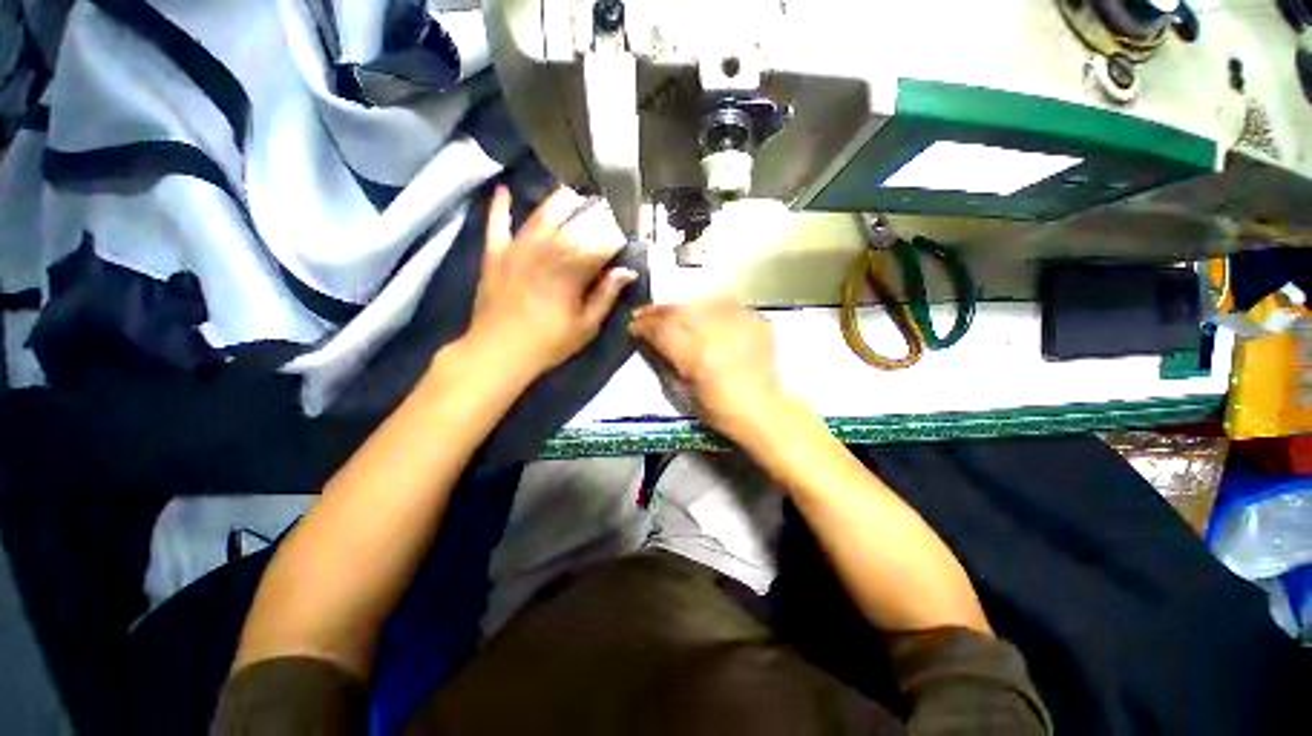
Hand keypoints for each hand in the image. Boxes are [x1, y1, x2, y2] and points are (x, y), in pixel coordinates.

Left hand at [467, 186, 636, 376]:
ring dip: (558, 202)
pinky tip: (504, 190)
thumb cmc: (548, 343)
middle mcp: (546, 253)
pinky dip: (500, 207)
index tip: (625, 236)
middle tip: (604, 209)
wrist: (498, 352)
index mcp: (571, 272)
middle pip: (574, 224)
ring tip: (572, 194)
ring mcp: (517, 250)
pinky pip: (497, 224)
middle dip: (593, 214)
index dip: (615, 238)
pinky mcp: (495, 254)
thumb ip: (606, 296)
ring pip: (541, 216)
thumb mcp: (586, 327)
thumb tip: (626, 272)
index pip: (600, 245)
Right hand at [629, 296, 785, 437]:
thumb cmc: (720, 411)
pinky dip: (711, 307)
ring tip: (673, 312)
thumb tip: (651, 341)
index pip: (662, 330)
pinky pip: (727, 305)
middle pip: (679, 311)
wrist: (765, 411)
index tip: (634, 326)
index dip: (644, 326)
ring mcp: (739, 324)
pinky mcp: (756, 322)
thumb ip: (666, 362)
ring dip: (682, 307)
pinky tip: (705, 313)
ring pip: (701, 302)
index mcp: (696, 356)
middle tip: (645, 314)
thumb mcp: (684, 393)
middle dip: (658, 311)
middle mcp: (716, 334)